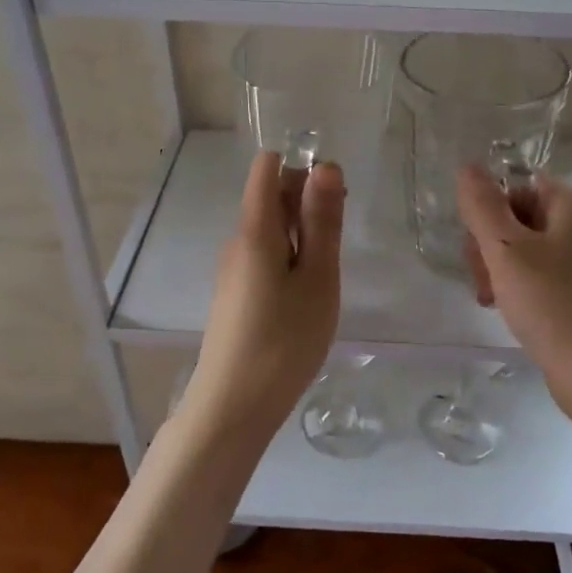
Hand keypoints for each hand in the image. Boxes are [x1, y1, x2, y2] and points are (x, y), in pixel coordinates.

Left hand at [183, 151, 343, 434]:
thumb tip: (325, 165)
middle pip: (270, 195)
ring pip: (270, 228)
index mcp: (255, 228)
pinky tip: (305, 293)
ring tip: (326, 274)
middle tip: (338, 244)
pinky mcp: (235, 292)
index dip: (302, 166)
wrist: (233, 406)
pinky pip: (264, 254)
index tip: (335, 198)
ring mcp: (233, 267)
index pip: (268, 166)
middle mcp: (237, 239)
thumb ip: (322, 221)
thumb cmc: (284, 341)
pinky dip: (290, 258)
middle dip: (308, 201)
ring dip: (302, 234)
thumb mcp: (317, 278)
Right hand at [457, 164, 571, 455]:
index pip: (516, 185)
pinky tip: (504, 307)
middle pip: (516, 216)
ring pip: (520, 248)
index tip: (478, 245)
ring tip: (492, 298)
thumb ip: (482, 205)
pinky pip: (535, 273)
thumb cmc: (552, 303)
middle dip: (489, 244)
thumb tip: (467, 165)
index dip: (489, 210)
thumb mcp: (507, 250)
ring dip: (496, 268)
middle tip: (484, 278)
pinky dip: (514, 285)